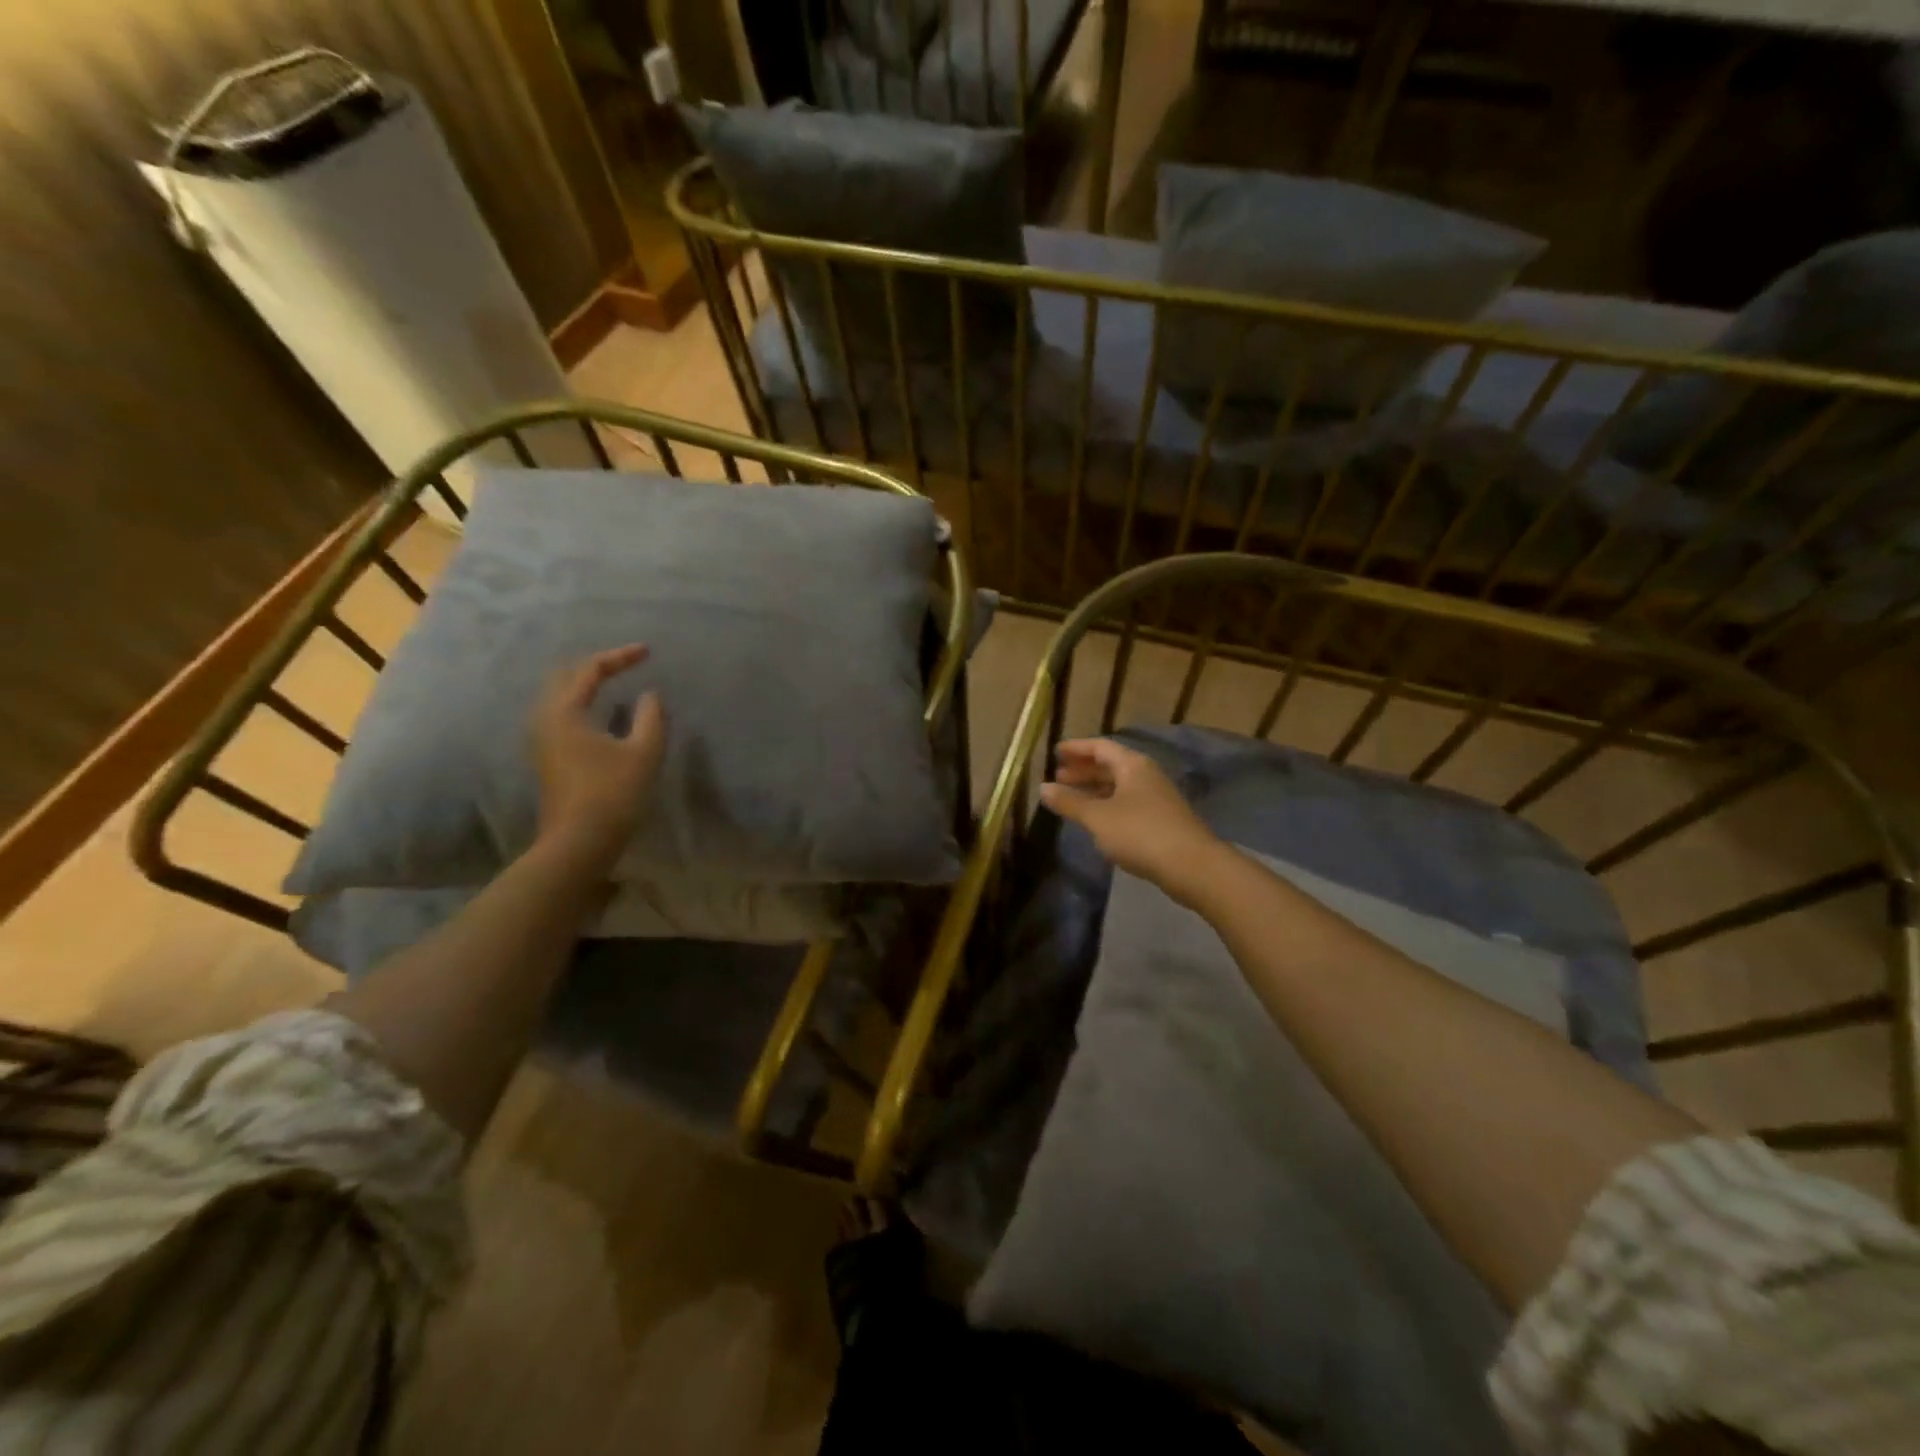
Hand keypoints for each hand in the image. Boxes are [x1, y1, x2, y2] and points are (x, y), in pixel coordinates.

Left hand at [531, 644, 666, 869]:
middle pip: (565, 677)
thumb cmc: (613, 793)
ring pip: (559, 697)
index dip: (621, 656)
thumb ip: (651, 717)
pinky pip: (560, 715)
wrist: (579, 842)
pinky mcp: (547, 758)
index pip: (590, 669)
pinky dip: (582, 704)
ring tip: (614, 684)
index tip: (648, 652)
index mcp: (565, 711)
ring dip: (586, 685)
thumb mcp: (644, 752)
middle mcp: (545, 719)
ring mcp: (541, 740)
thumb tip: (650, 695)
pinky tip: (602, 715)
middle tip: (626, 664)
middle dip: (596, 666)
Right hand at [1039, 738, 1224, 906]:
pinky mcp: (1161, 820)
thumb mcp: (1097, 817)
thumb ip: (1070, 802)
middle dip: (1084, 770)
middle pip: (1111, 765)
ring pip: (1120, 786)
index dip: (1077, 748)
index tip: (1056, 752)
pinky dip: (1108, 805)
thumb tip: (1043, 788)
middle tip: (1059, 776)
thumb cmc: (1140, 833)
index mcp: (1132, 765)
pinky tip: (1096, 820)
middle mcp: (1146, 775)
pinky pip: (1127, 803)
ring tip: (1072, 799)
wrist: (1191, 866)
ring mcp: (1157, 798)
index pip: (1100, 747)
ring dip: (1095, 789)